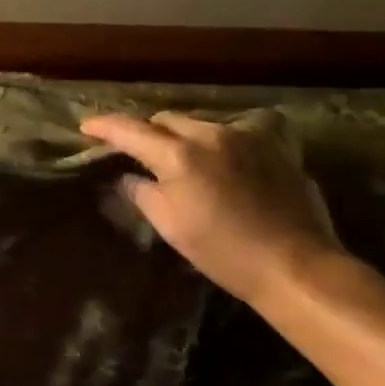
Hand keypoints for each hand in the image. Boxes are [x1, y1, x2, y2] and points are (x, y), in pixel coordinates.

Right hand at [79, 109, 342, 304]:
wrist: (297, 266)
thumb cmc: (225, 253)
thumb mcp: (172, 227)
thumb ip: (142, 193)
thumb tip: (125, 177)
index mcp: (180, 155)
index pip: (131, 130)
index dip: (105, 126)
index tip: (86, 125)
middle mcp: (211, 134)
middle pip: (166, 119)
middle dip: (147, 131)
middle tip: (136, 150)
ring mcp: (245, 135)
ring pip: (199, 123)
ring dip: (182, 136)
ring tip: (180, 159)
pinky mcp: (272, 145)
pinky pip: (232, 133)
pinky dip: (215, 144)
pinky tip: (220, 165)